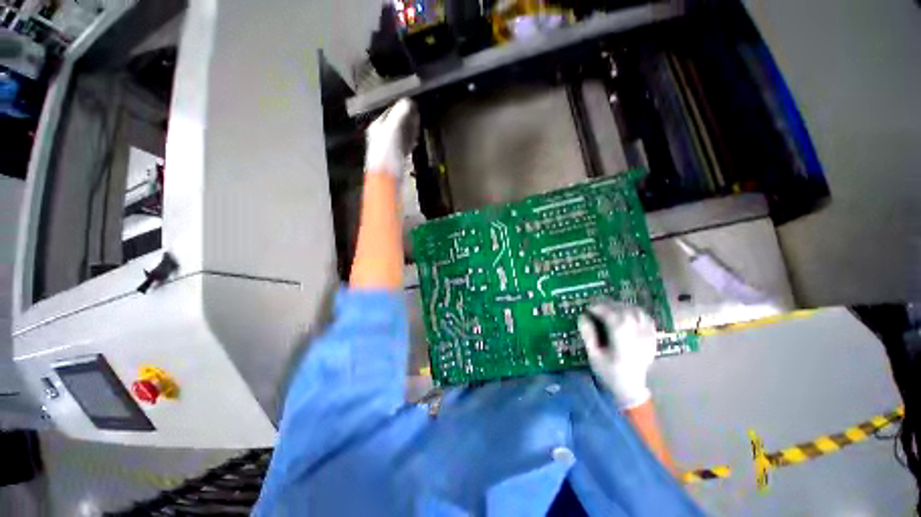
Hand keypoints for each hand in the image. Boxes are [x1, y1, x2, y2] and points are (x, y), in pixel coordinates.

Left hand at [365, 98, 419, 178]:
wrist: (387, 178)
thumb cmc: (386, 155)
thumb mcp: (392, 130)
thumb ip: (399, 114)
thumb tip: (408, 101)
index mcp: (378, 127)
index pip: (391, 112)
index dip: (402, 107)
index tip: (413, 105)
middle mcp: (382, 136)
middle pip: (397, 123)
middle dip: (407, 118)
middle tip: (417, 114)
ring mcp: (390, 147)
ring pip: (402, 134)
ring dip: (410, 130)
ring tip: (418, 125)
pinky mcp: (397, 157)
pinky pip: (404, 146)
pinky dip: (410, 141)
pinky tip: (415, 141)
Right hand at [578, 302, 656, 409]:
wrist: (631, 388)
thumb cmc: (609, 372)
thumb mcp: (593, 356)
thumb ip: (588, 335)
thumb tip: (582, 316)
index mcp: (622, 341)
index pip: (611, 316)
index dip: (598, 308)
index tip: (588, 308)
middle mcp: (637, 336)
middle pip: (624, 311)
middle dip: (608, 305)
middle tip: (595, 306)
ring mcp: (647, 337)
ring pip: (636, 312)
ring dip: (621, 306)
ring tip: (609, 308)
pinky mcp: (652, 338)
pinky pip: (646, 318)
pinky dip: (634, 312)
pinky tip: (625, 314)